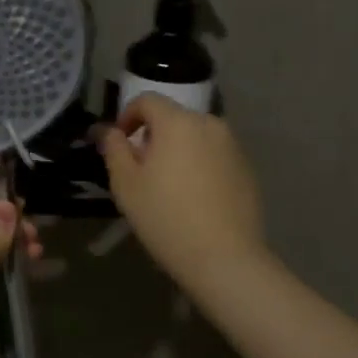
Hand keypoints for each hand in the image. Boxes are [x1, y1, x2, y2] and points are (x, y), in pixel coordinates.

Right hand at [97, 95, 267, 290]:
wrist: (224, 258)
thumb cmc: (165, 217)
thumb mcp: (126, 184)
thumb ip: (114, 149)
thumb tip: (109, 130)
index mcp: (177, 122)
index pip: (147, 100)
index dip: (127, 116)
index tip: (119, 143)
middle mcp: (210, 124)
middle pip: (174, 118)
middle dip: (154, 136)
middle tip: (141, 169)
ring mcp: (233, 146)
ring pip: (196, 137)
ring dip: (178, 150)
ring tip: (168, 185)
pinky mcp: (247, 169)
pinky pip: (215, 156)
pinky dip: (200, 165)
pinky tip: (195, 198)